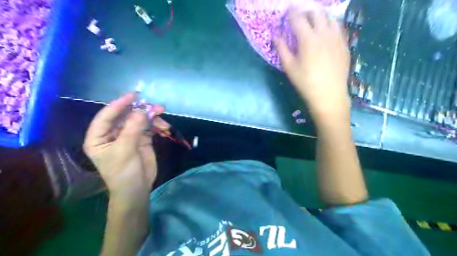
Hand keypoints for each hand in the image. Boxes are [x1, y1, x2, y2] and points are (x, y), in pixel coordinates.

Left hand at [83, 92, 168, 203]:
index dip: (119, 104)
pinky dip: (156, 125)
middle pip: (125, 116)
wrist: (137, 189)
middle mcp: (113, 134)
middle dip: (140, 110)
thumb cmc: (123, 172)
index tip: (134, 95)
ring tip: (162, 114)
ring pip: (139, 120)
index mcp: (99, 137)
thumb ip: (133, 129)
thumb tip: (143, 110)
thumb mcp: (125, 150)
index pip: (106, 116)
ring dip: (151, 117)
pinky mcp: (142, 140)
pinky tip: (164, 126)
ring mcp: (128, 136)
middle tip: (155, 107)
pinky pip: (149, 127)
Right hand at [275, 7, 350, 119]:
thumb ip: (281, 49)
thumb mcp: (289, 67)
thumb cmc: (305, 82)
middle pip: (316, 13)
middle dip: (306, 11)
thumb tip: (274, 35)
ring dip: (320, 16)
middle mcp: (324, 33)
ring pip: (330, 17)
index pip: (298, 18)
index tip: (287, 12)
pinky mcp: (345, 45)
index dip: (291, 13)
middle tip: (300, 17)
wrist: (328, 95)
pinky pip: (339, 28)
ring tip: (314, 23)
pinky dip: (330, 25)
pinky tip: (326, 34)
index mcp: (308, 39)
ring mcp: (337, 38)